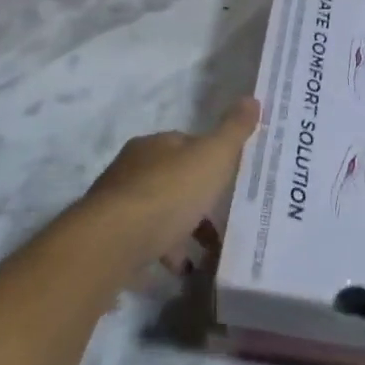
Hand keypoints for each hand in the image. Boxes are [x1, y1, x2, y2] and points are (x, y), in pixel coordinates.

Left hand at [80, 98, 260, 275]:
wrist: (114, 241)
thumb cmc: (168, 192)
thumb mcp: (212, 157)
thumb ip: (233, 130)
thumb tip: (253, 98)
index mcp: (155, 145)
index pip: (187, 144)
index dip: (210, 158)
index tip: (231, 177)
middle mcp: (133, 168)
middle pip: (172, 178)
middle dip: (197, 196)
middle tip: (223, 215)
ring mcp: (119, 203)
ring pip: (159, 211)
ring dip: (182, 227)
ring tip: (208, 249)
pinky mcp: (111, 236)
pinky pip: (146, 240)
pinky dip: (165, 250)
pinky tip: (181, 266)